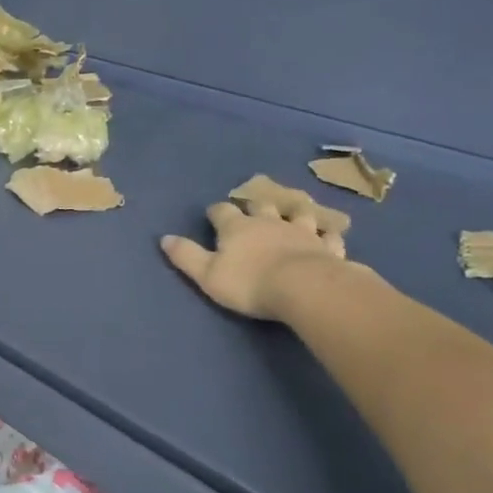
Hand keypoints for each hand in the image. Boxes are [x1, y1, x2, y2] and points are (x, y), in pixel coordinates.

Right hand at [162, 189, 354, 319]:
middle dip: (255, 205)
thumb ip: (186, 256)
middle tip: (253, 207)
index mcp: (237, 228)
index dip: (216, 211)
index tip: (213, 213)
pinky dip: (326, 235)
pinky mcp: (326, 247)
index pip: (222, 212)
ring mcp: (302, 232)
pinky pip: (328, 237)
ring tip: (294, 210)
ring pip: (298, 214)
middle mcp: (269, 222)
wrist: (303, 287)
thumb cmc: (249, 283)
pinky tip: (328, 237)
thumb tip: (164, 238)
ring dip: (294, 211)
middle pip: (261, 206)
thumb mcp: (207, 274)